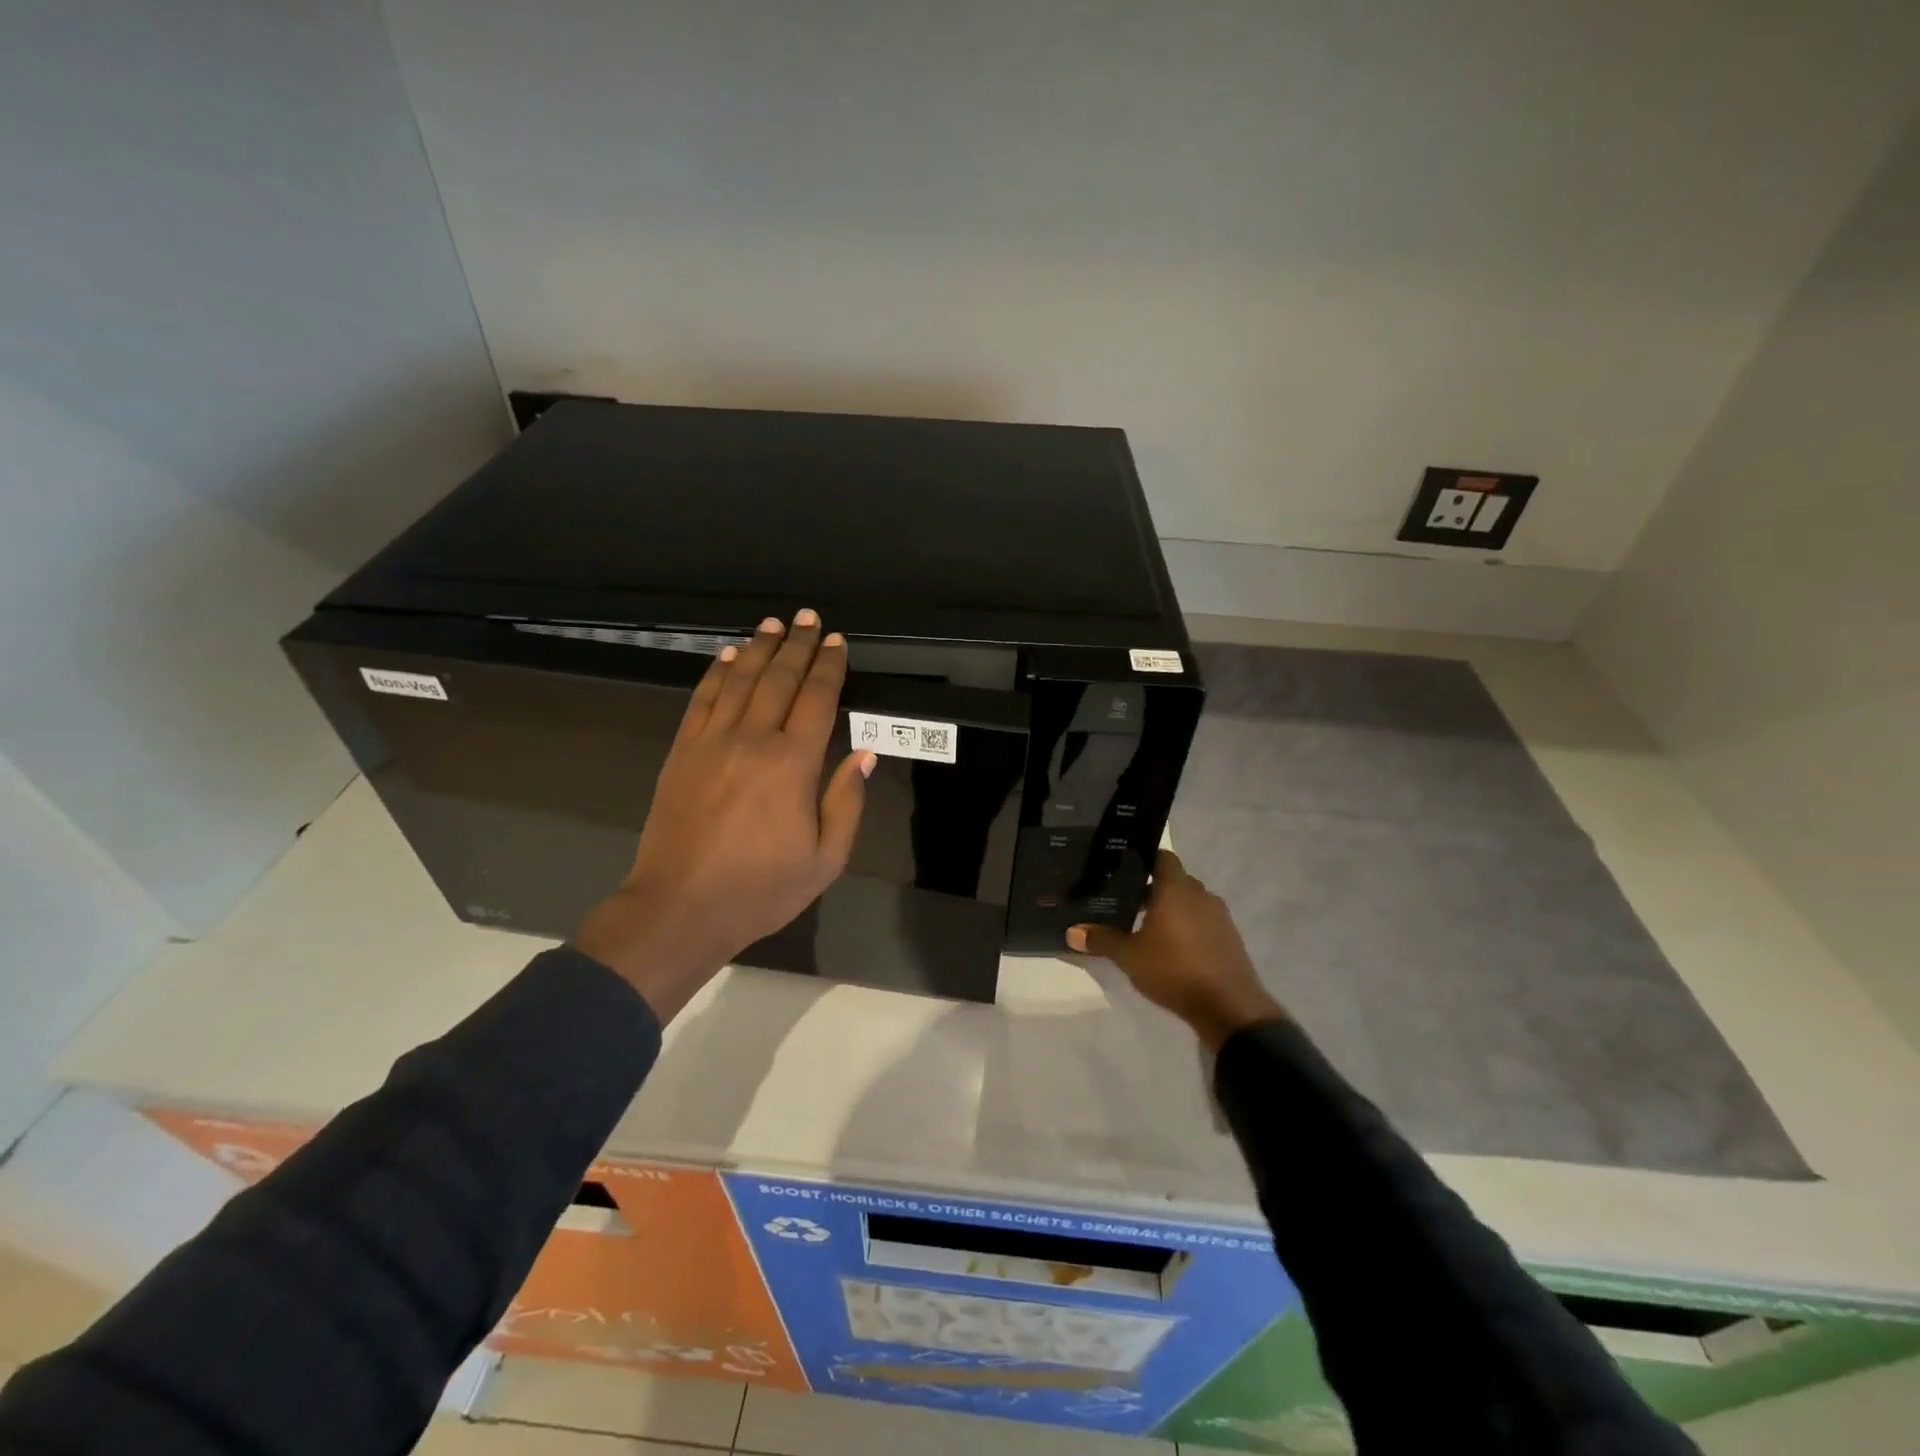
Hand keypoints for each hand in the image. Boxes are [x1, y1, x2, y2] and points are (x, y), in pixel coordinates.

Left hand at [574, 610, 875, 1021]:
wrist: (679, 908)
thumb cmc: (761, 889)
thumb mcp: (825, 859)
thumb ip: (846, 802)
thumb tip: (864, 754)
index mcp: (792, 764)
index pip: (816, 700)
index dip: (828, 667)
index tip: (836, 642)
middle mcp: (752, 740)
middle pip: (778, 679)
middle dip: (797, 645)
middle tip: (809, 619)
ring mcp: (711, 742)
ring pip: (739, 681)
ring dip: (759, 649)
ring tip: (773, 624)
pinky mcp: (683, 752)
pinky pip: (702, 700)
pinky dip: (717, 673)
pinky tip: (728, 657)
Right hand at [1066, 850, 1284, 1049]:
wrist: (1229, 1007)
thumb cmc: (1175, 970)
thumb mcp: (1129, 957)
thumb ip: (1101, 940)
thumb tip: (1071, 932)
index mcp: (1176, 889)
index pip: (1162, 857)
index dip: (1143, 860)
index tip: (1123, 869)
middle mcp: (1200, 895)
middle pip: (1174, 880)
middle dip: (1153, 889)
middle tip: (1126, 901)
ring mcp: (1219, 917)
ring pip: (1189, 902)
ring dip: (1171, 910)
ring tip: (1145, 926)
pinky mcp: (1229, 938)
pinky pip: (1203, 922)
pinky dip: (1187, 927)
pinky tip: (1171, 948)